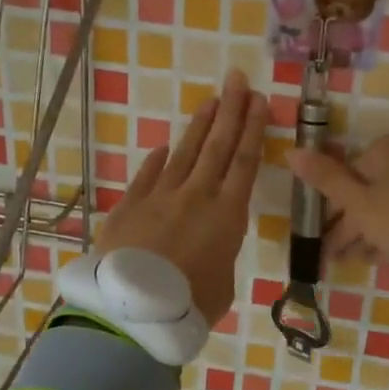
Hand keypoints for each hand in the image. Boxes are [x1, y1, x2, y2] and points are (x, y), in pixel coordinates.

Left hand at [97, 70, 267, 324]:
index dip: (253, 128)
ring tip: (210, 101)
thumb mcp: (222, 284)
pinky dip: (158, 159)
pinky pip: (148, 174)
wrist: (132, 310)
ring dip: (199, 125)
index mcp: (227, 215)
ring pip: (184, 152)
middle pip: (217, 145)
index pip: (245, 161)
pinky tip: (164, 146)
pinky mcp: (130, 205)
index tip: (259, 100)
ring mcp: (160, 196)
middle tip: (237, 79)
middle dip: (231, 110)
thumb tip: (208, 247)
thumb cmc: (189, 305)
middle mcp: (196, 196)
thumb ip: (219, 256)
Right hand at [287, 132, 388, 283]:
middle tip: (329, 255)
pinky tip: (374, 258)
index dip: (330, 206)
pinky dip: (388, 234)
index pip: (348, 172)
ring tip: (346, 262)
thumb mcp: (357, 202)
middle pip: (367, 190)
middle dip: (347, 225)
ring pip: (386, 206)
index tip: (318, 234)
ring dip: (364, 234)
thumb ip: (325, 178)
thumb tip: (291, 151)